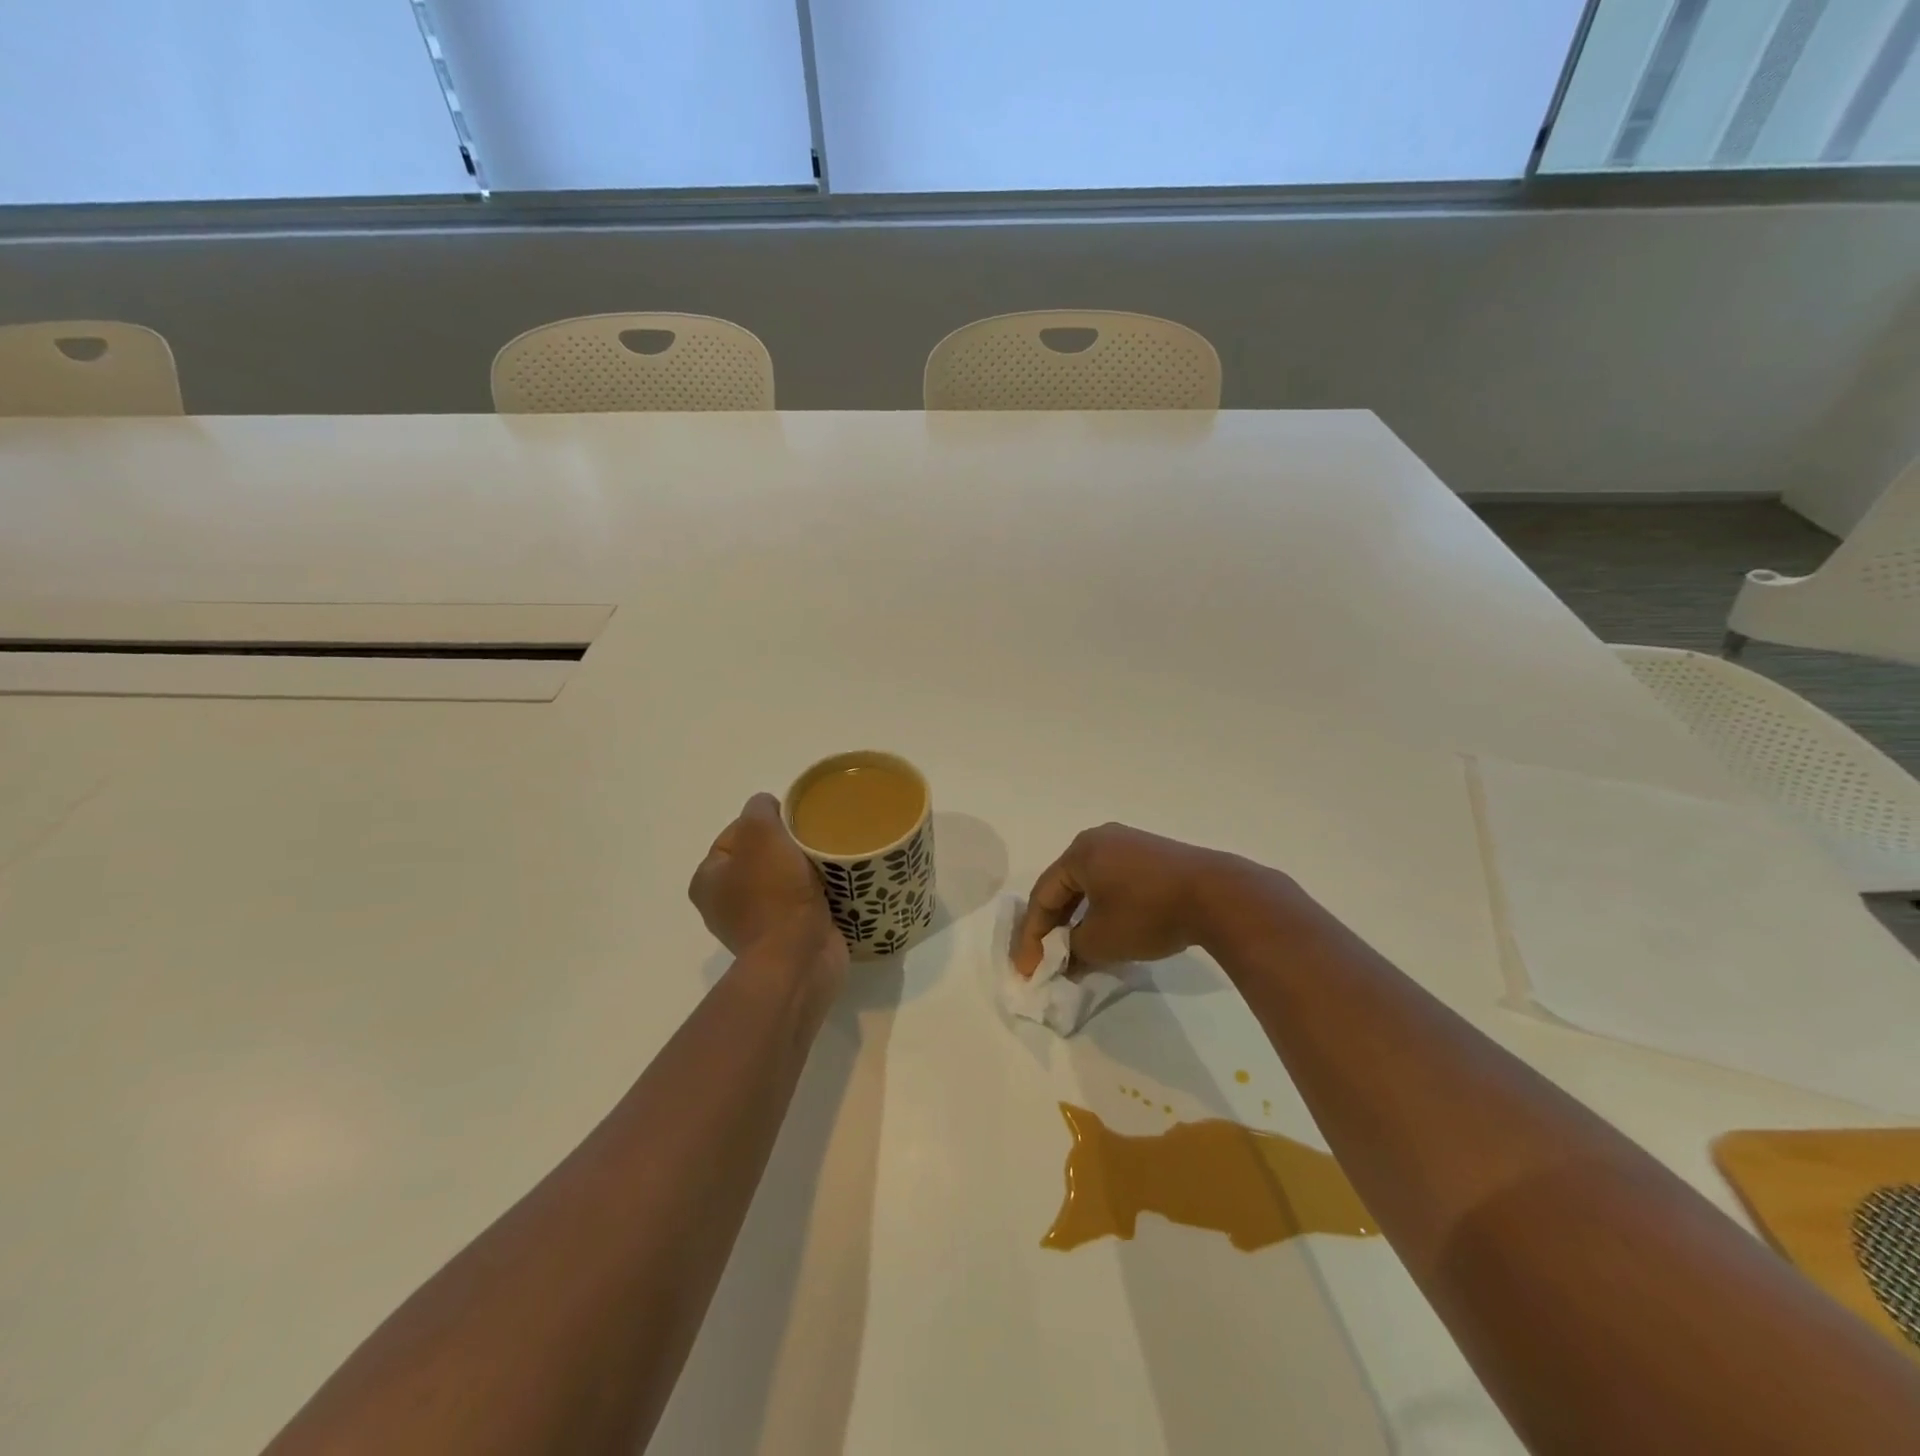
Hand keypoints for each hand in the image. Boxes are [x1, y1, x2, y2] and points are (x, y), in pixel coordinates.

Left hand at [690, 794, 848, 993]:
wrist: (799, 959)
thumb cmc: (774, 895)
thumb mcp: (761, 834)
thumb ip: (760, 809)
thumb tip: (770, 808)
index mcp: (709, 879)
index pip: (738, 832)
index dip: (768, 821)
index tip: (796, 823)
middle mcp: (726, 903)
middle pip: (764, 855)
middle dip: (791, 846)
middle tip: (816, 841)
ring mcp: (757, 923)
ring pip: (787, 878)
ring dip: (808, 869)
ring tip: (831, 862)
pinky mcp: (787, 938)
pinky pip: (805, 902)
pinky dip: (820, 893)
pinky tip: (838, 884)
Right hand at [1015, 823, 1237, 975]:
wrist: (1218, 895)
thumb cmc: (1148, 913)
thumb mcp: (1101, 940)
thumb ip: (1073, 950)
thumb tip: (1065, 958)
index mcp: (1080, 851)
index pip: (1042, 895)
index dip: (1032, 936)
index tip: (1028, 970)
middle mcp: (1100, 839)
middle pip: (1064, 887)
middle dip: (1054, 926)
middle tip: (1047, 960)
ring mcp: (1130, 844)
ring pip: (1090, 885)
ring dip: (1079, 918)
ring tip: (1076, 950)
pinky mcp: (1153, 856)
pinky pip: (1114, 881)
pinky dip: (1103, 908)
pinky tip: (1108, 931)